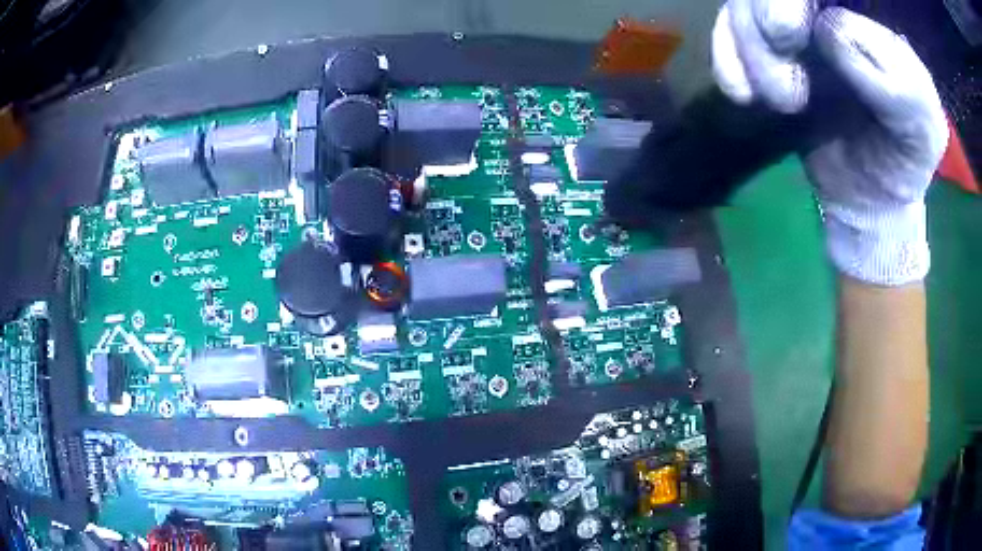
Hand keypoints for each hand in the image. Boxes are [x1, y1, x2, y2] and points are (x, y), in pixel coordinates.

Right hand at [713, 2, 948, 284]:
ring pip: (744, 5)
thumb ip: (896, 82)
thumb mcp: (922, 127)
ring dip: (751, 50)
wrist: (872, 193)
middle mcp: (826, 8)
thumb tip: (831, 31)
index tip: (793, 33)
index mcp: (868, 15)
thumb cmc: (905, 157)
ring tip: (783, 102)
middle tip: (786, 60)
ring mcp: (795, 25)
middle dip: (767, 15)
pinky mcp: (767, 50)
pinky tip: (744, 95)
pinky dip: (726, 60)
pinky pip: (727, 34)